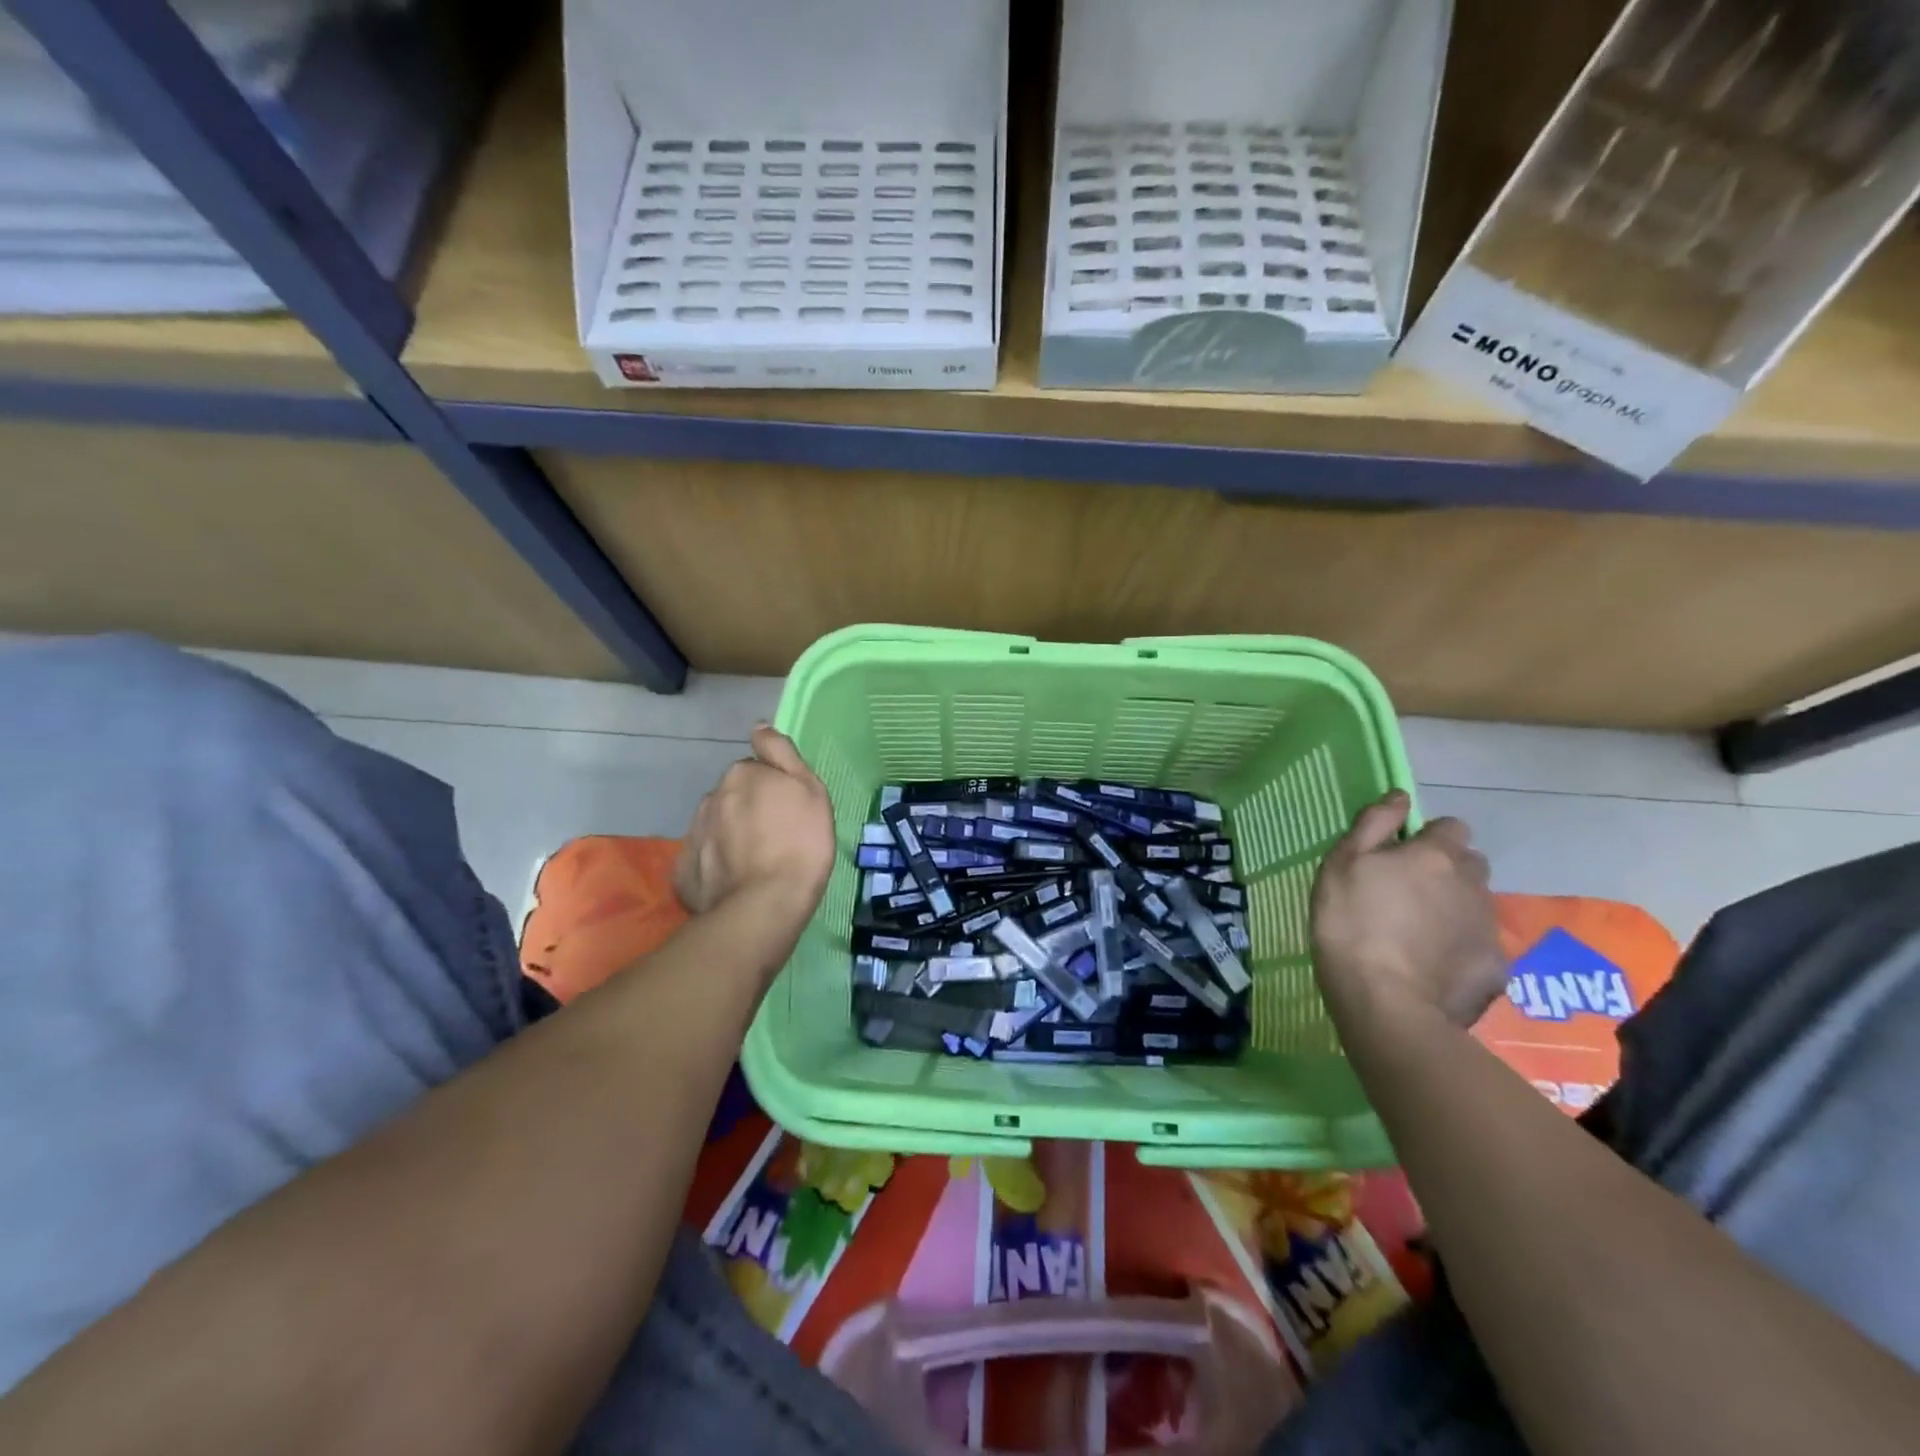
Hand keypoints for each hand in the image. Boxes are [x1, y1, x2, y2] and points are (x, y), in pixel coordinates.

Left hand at [675, 726, 835, 937]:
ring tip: (755, 864)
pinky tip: (735, 882)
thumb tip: (758, 725)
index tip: (788, 811)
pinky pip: (703, 858)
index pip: (756, 769)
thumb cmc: (800, 843)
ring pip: (717, 826)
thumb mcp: (810, 790)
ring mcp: (693, 833)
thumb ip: (781, 752)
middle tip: (775, 838)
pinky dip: (716, 865)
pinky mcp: (683, 870)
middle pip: (734, 797)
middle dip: (749, 810)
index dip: (774, 788)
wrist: (764, 905)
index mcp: (742, 773)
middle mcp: (711, 796)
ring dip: (731, 836)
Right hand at [1310, 791, 1505, 1031]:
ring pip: (1477, 904)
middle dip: (1447, 870)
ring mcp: (1490, 928)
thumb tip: (1400, 796)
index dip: (1428, 838)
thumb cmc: (1351, 924)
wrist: (1387, 1004)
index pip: (1452, 827)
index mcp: (1436, 855)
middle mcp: (1473, 884)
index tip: (1400, 856)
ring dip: (1454, 908)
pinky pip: (1480, 945)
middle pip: (1470, 864)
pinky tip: (1433, 966)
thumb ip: (1373, 824)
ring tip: (1417, 933)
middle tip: (1408, 894)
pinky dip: (1461, 949)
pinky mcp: (1498, 968)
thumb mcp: (1341, 864)